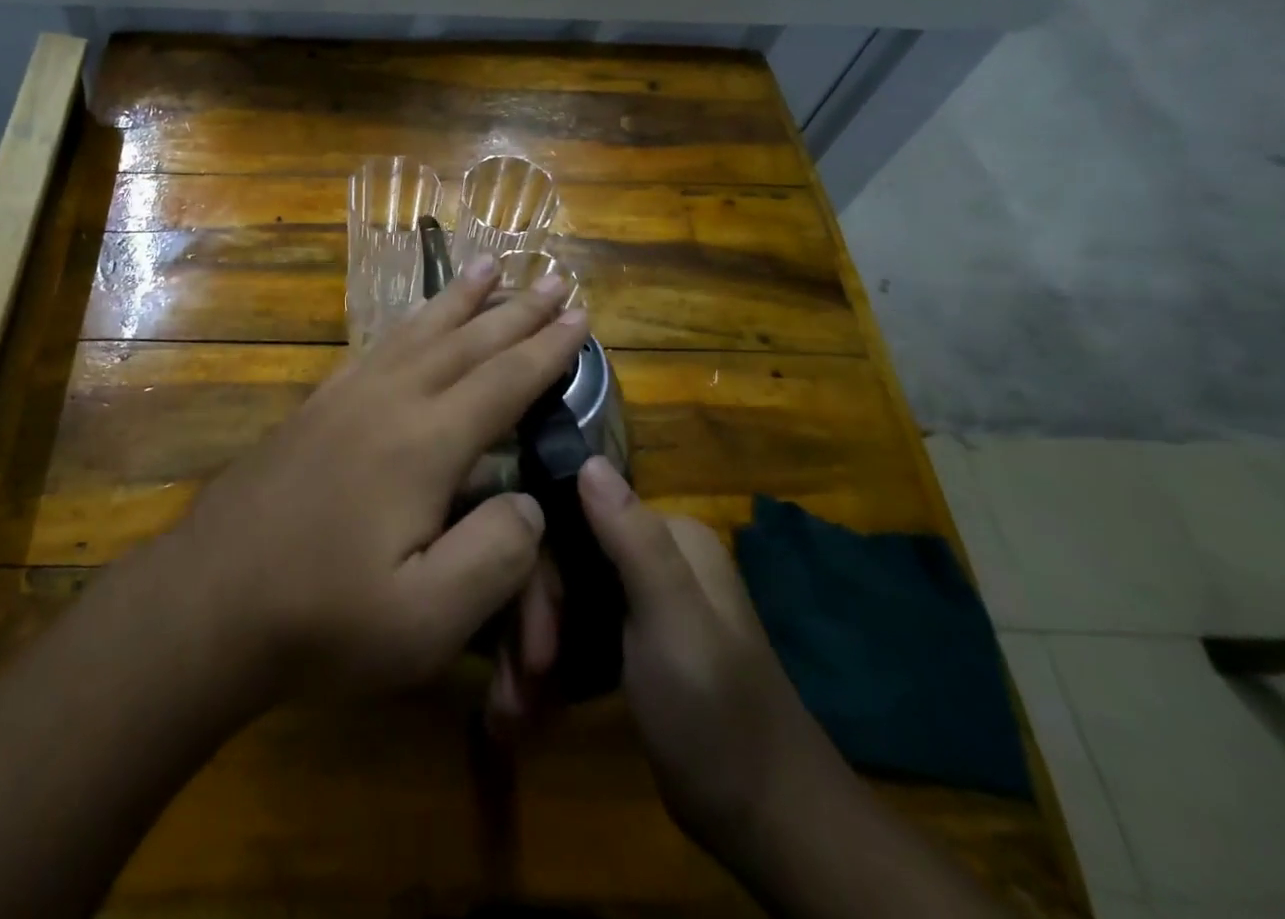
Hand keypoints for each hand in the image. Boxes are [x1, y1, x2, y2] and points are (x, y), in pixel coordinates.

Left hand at [166, 255, 586, 699]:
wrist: (209, 598)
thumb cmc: (322, 618)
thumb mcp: (425, 619)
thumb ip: (494, 556)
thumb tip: (528, 500)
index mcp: (424, 444)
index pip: (503, 382)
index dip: (547, 349)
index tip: (580, 314)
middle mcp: (388, 400)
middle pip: (466, 342)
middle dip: (515, 310)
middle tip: (553, 277)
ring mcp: (345, 397)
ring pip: (417, 332)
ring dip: (459, 299)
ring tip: (488, 265)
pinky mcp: (316, 406)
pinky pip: (376, 346)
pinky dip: (408, 323)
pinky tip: (412, 322)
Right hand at [490, 458, 822, 838]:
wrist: (768, 824)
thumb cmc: (717, 716)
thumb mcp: (674, 624)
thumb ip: (634, 541)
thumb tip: (587, 459)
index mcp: (669, 535)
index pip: (573, 520)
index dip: (540, 574)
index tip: (531, 644)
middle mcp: (653, 552)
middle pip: (564, 561)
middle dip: (534, 621)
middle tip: (523, 683)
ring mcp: (641, 596)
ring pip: (562, 596)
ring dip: (533, 647)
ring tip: (516, 705)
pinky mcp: (630, 637)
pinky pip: (574, 628)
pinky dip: (551, 662)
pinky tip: (531, 700)